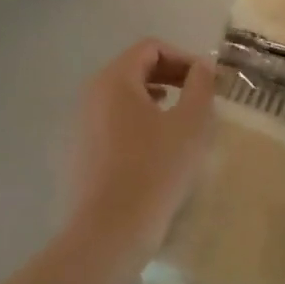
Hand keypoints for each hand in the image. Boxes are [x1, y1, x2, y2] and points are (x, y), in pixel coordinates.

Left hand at [67, 40, 215, 272]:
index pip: (151, 48)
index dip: (183, 57)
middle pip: (135, 69)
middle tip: (198, 97)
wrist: (107, 235)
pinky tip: (155, 148)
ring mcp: (80, 124)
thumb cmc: (154, 171)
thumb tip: (202, 66)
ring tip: (179, 121)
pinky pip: (112, 122)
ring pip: (123, 97)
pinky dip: (137, 122)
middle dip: (170, 76)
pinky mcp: (78, 153)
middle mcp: (91, 94)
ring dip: (155, 99)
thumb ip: (200, 86)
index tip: (206, 81)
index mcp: (114, 80)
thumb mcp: (190, 124)